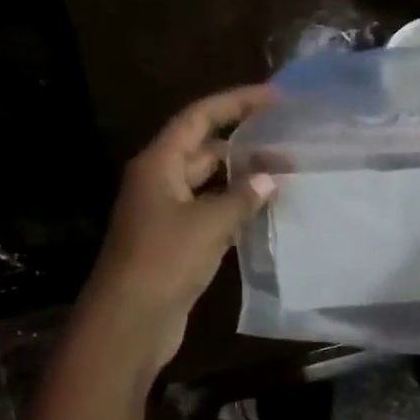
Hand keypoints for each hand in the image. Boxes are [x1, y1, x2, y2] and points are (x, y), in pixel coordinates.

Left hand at [78, 84, 277, 372]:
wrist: (130, 322)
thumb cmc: (163, 261)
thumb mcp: (207, 224)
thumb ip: (240, 198)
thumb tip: (268, 179)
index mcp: (159, 164)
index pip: (200, 118)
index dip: (236, 103)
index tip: (274, 97)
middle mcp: (160, 182)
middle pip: (205, 150)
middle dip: (245, 146)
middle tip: (289, 147)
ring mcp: (167, 214)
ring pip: (210, 185)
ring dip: (242, 180)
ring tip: (284, 177)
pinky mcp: (176, 243)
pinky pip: (210, 215)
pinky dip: (235, 210)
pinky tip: (264, 213)